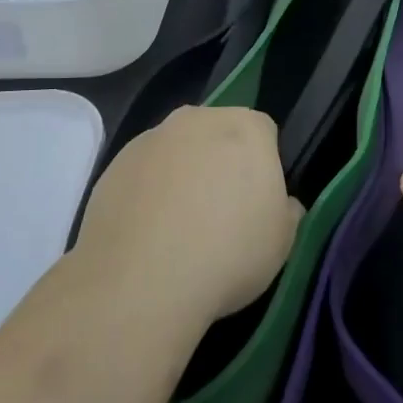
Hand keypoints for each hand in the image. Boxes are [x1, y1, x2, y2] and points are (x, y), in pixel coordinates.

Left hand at [78, 106, 302, 331]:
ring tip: (178, 228)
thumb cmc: (228, 254)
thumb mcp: (282, 242)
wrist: (140, 282)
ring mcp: (151, 138)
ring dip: (182, 175)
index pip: (264, 132)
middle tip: (221, 212)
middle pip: (217, 133)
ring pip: (177, 151)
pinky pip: (143, 173)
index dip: (264, 165)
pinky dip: (148, 192)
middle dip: (221, 162)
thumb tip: (284, 204)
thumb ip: (287, 211)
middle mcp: (197, 119)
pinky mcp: (114, 164)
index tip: (258, 202)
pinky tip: (147, 233)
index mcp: (246, 128)